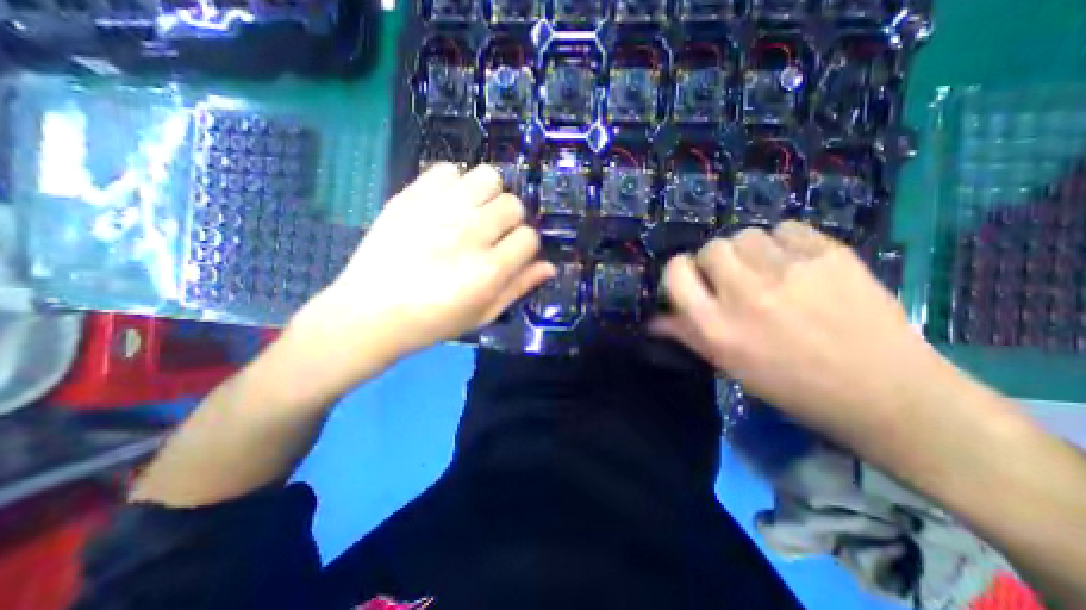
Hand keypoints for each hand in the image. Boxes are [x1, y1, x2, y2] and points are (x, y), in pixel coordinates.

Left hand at [292, 163, 551, 386]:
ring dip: (488, 195)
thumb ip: (518, 288)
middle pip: (513, 205)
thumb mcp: (483, 314)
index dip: (525, 246)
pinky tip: (447, 203)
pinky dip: (454, 182)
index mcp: (489, 269)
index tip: (512, 253)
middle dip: (510, 220)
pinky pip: (447, 169)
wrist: (370, 312)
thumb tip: (549, 267)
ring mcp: (440, 210)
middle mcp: (470, 233)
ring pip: (488, 177)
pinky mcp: (412, 196)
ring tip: (474, 213)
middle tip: (491, 234)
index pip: (529, 238)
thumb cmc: (433, 321)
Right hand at [653, 220, 953, 441]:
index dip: (679, 270)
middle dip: (715, 260)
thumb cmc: (791, 385)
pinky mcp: (830, 255)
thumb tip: (653, 319)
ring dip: (748, 251)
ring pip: (746, 234)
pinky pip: (786, 229)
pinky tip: (796, 263)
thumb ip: (686, 334)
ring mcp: (789, 271)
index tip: (692, 279)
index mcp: (717, 326)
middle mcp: (745, 294)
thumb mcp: (728, 365)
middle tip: (733, 278)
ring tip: (767, 271)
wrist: (883, 392)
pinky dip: (784, 242)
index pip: (675, 272)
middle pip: (711, 247)